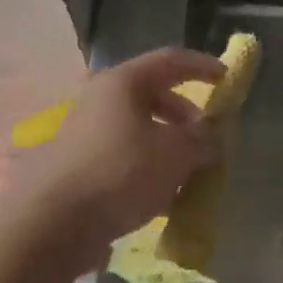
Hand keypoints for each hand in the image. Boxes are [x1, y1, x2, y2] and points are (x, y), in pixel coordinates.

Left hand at [18, 48, 223, 266]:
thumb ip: (201, 140)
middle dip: (184, 115)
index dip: (203, 66)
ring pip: (137, 128)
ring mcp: (85, 130)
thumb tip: (209, 137)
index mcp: (123, 82)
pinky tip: (160, 195)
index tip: (227, 79)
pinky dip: (146, 165)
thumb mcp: (175, 154)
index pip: (171, 60)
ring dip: (167, 144)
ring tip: (188, 172)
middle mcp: (100, 98)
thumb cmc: (121, 173)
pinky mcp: (78, 162)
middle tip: (206, 138)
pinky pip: (122, 154)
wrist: (55, 221)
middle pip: (152, 95)